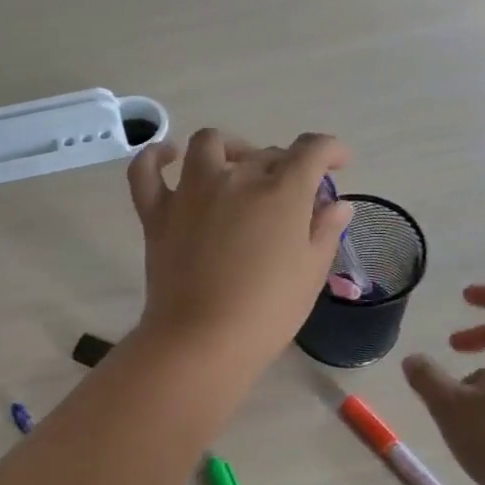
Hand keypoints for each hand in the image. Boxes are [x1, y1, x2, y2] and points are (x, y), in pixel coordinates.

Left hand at [127, 128, 351, 373]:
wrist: (203, 340)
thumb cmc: (267, 312)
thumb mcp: (311, 273)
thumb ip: (325, 231)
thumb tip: (337, 204)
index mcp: (282, 192)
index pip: (312, 150)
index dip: (331, 150)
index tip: (338, 163)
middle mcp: (236, 179)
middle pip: (264, 153)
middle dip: (284, 166)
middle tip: (289, 197)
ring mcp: (191, 192)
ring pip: (208, 144)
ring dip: (228, 148)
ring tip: (236, 166)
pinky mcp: (157, 213)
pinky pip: (146, 171)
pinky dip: (155, 157)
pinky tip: (168, 155)